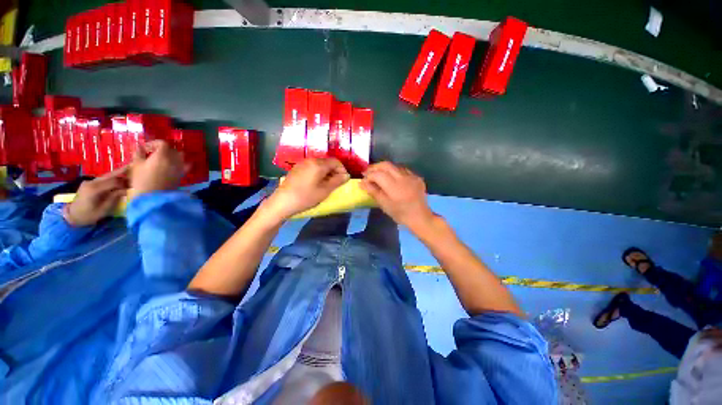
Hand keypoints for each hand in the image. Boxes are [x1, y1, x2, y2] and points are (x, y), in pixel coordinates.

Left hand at [65, 167, 129, 226]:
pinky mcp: (89, 183)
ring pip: (106, 176)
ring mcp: (89, 182)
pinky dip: (112, 178)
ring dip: (117, 174)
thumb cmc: (89, 215)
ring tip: (129, 173)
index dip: (124, 182)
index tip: (135, 185)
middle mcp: (91, 182)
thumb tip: (126, 190)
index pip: (113, 182)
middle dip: (122, 172)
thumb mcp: (103, 209)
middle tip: (134, 168)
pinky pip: (103, 179)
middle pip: (109, 175)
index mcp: (94, 189)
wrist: (72, 216)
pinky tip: (118, 178)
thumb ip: (114, 198)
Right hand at [128, 140, 185, 200]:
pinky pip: (187, 165)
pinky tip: (176, 164)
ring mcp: (180, 167)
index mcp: (162, 156)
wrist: (153, 196)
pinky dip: (183, 163)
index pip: (163, 143)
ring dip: (173, 155)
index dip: (154, 143)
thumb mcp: (136, 166)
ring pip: (181, 156)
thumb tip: (139, 145)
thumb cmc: (141, 181)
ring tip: (164, 159)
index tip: (146, 148)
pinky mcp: (182, 175)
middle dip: (163, 149)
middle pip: (172, 149)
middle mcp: (173, 160)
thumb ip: (138, 154)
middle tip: (153, 153)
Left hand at [264, 158, 349, 219]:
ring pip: (319, 165)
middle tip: (336, 184)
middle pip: (327, 162)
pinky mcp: (296, 168)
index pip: (336, 161)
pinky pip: (311, 167)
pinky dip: (318, 173)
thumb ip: (337, 181)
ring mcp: (302, 163)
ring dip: (326, 173)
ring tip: (326, 185)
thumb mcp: (325, 190)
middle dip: (334, 171)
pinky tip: (315, 184)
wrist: (282, 202)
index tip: (344, 180)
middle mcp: (310, 160)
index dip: (342, 170)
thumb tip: (347, 175)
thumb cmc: (306, 197)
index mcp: (318, 164)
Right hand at [360, 162, 434, 229]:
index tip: (363, 180)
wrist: (420, 217)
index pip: (378, 174)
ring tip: (378, 174)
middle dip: (375, 167)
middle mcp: (403, 178)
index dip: (369, 175)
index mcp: (394, 187)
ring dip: (384, 168)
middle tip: (368, 173)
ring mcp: (411, 176)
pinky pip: (403, 170)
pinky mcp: (417, 177)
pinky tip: (392, 178)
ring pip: (394, 166)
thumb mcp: (384, 204)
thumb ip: (373, 191)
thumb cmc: (400, 213)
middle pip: (386, 165)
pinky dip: (394, 172)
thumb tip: (362, 182)